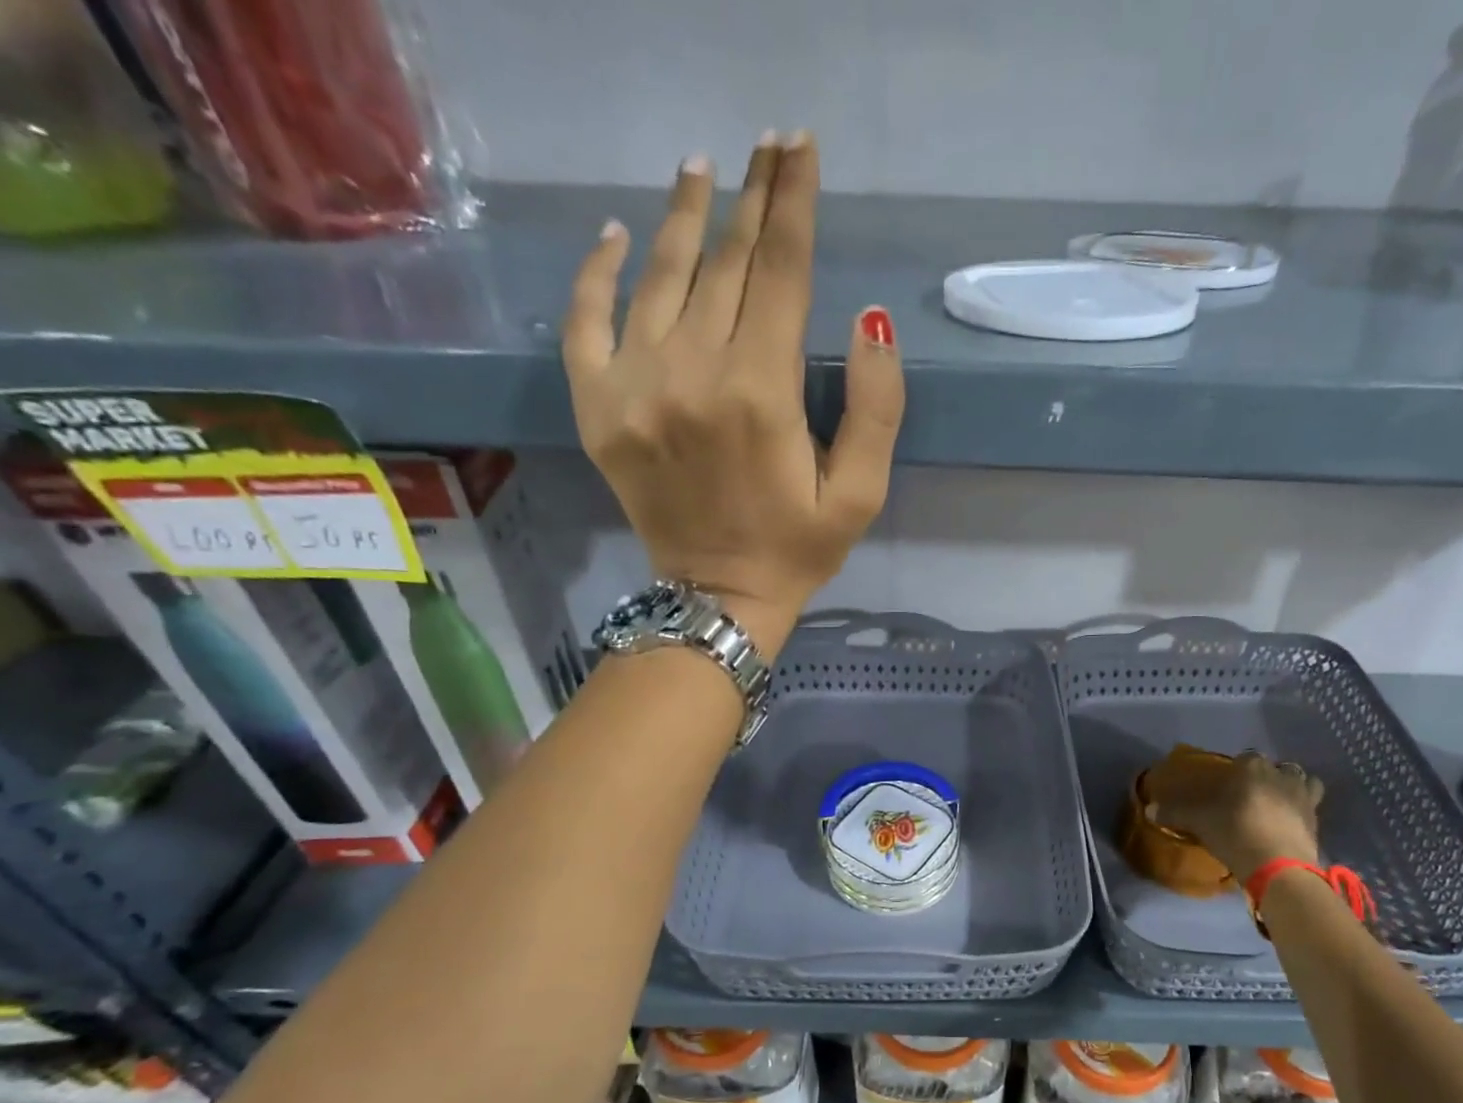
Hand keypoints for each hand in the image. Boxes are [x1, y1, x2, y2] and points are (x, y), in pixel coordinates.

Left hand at [562, 132, 904, 658]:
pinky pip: (586, 319)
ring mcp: (633, 386)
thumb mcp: (860, 494)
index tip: (800, 147)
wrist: (717, 598)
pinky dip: (599, 271)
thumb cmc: (797, 548)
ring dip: (683, 216)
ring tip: (701, 169)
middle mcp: (690, 373)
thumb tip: (869, 319)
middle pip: (723, 262)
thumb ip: (876, 409)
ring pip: (659, 276)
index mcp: (760, 392)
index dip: (793, 204)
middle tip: (766, 145)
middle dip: (750, 198)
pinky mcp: (597, 407)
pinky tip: (618, 235)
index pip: (780, 272)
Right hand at [1145, 750, 1323, 874]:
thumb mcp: (1198, 822)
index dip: (1237, 770)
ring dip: (1292, 787)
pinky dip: (1303, 811)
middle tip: (1252, 795)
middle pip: (1276, 767)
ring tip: (1278, 804)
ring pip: (1302, 781)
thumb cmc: (1233, 831)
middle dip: (1267, 776)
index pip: (1245, 758)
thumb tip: (1149, 809)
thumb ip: (1175, 813)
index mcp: (1252, 767)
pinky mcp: (1317, 820)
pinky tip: (1290, 823)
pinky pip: (1311, 806)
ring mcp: (1303, 796)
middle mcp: (1281, 774)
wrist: (1277, 864)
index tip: (1228, 785)